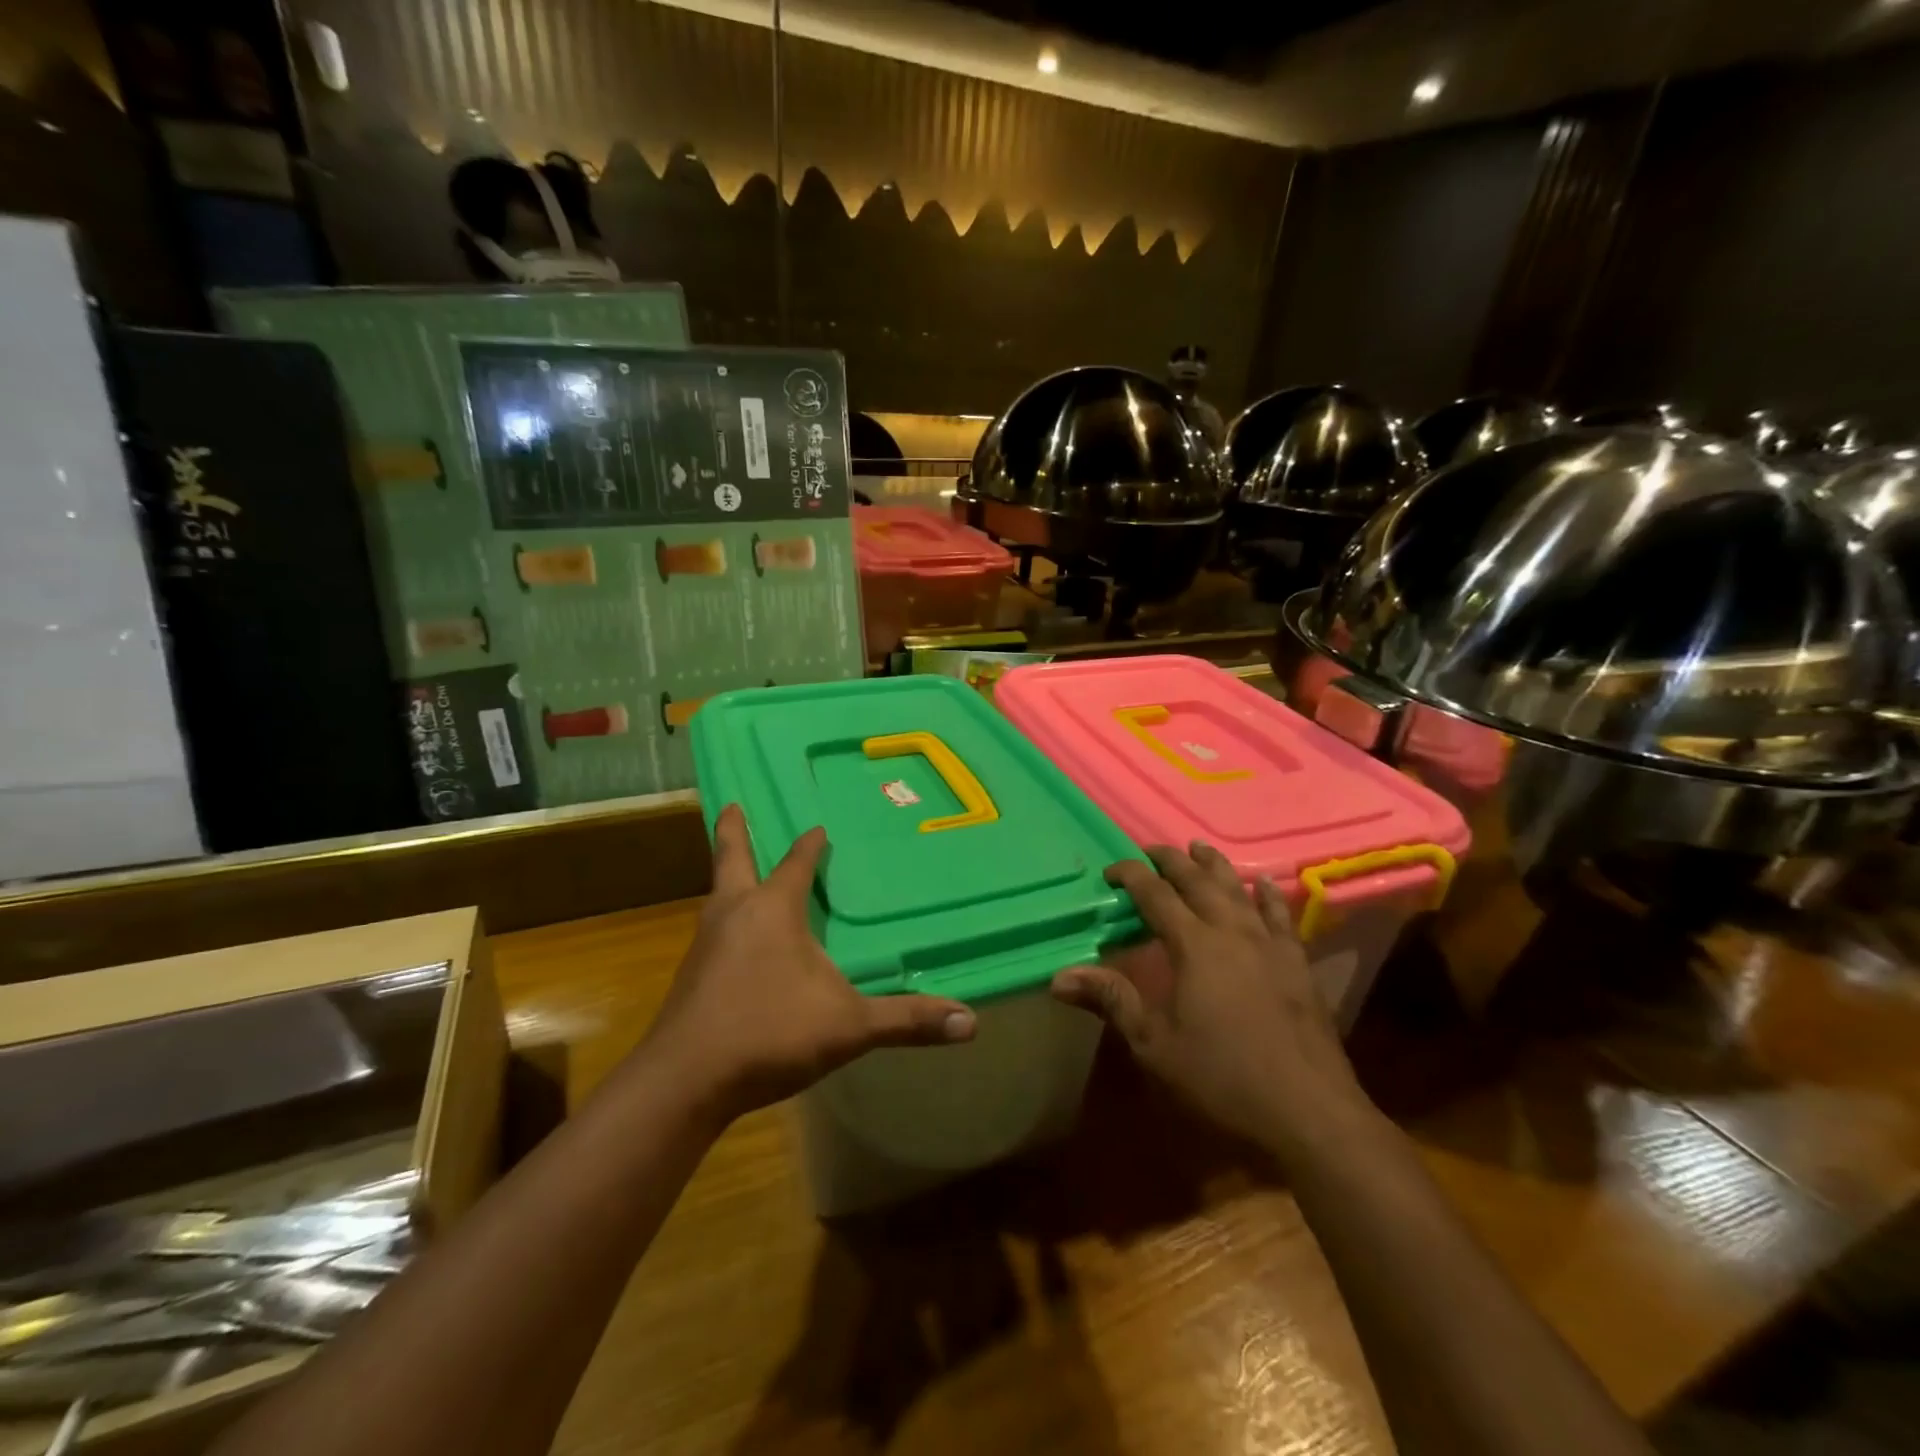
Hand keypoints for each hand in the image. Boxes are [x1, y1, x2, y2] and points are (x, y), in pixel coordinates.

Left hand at [642, 804, 975, 1127]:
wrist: (684, 1082)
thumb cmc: (769, 1033)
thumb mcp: (849, 1026)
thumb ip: (907, 1020)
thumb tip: (971, 1022)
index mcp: (772, 909)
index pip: (796, 863)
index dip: (810, 844)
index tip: (818, 827)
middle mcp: (734, 914)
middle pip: (731, 858)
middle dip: (733, 831)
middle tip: (731, 804)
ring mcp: (705, 944)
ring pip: (717, 895)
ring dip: (728, 876)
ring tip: (737, 871)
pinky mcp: (690, 976)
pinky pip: (711, 931)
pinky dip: (725, 918)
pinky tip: (735, 941)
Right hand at [1052, 842, 1375, 1155]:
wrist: (1308, 1114)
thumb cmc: (1221, 1079)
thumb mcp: (1154, 1044)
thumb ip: (1111, 1000)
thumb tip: (1059, 976)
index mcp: (1194, 945)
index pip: (1155, 894)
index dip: (1131, 876)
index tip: (1111, 871)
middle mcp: (1231, 931)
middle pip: (1197, 881)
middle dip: (1171, 860)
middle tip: (1150, 851)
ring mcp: (1269, 945)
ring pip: (1238, 890)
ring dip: (1215, 866)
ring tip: (1199, 848)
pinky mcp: (1297, 964)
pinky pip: (1280, 916)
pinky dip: (1267, 896)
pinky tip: (1263, 884)